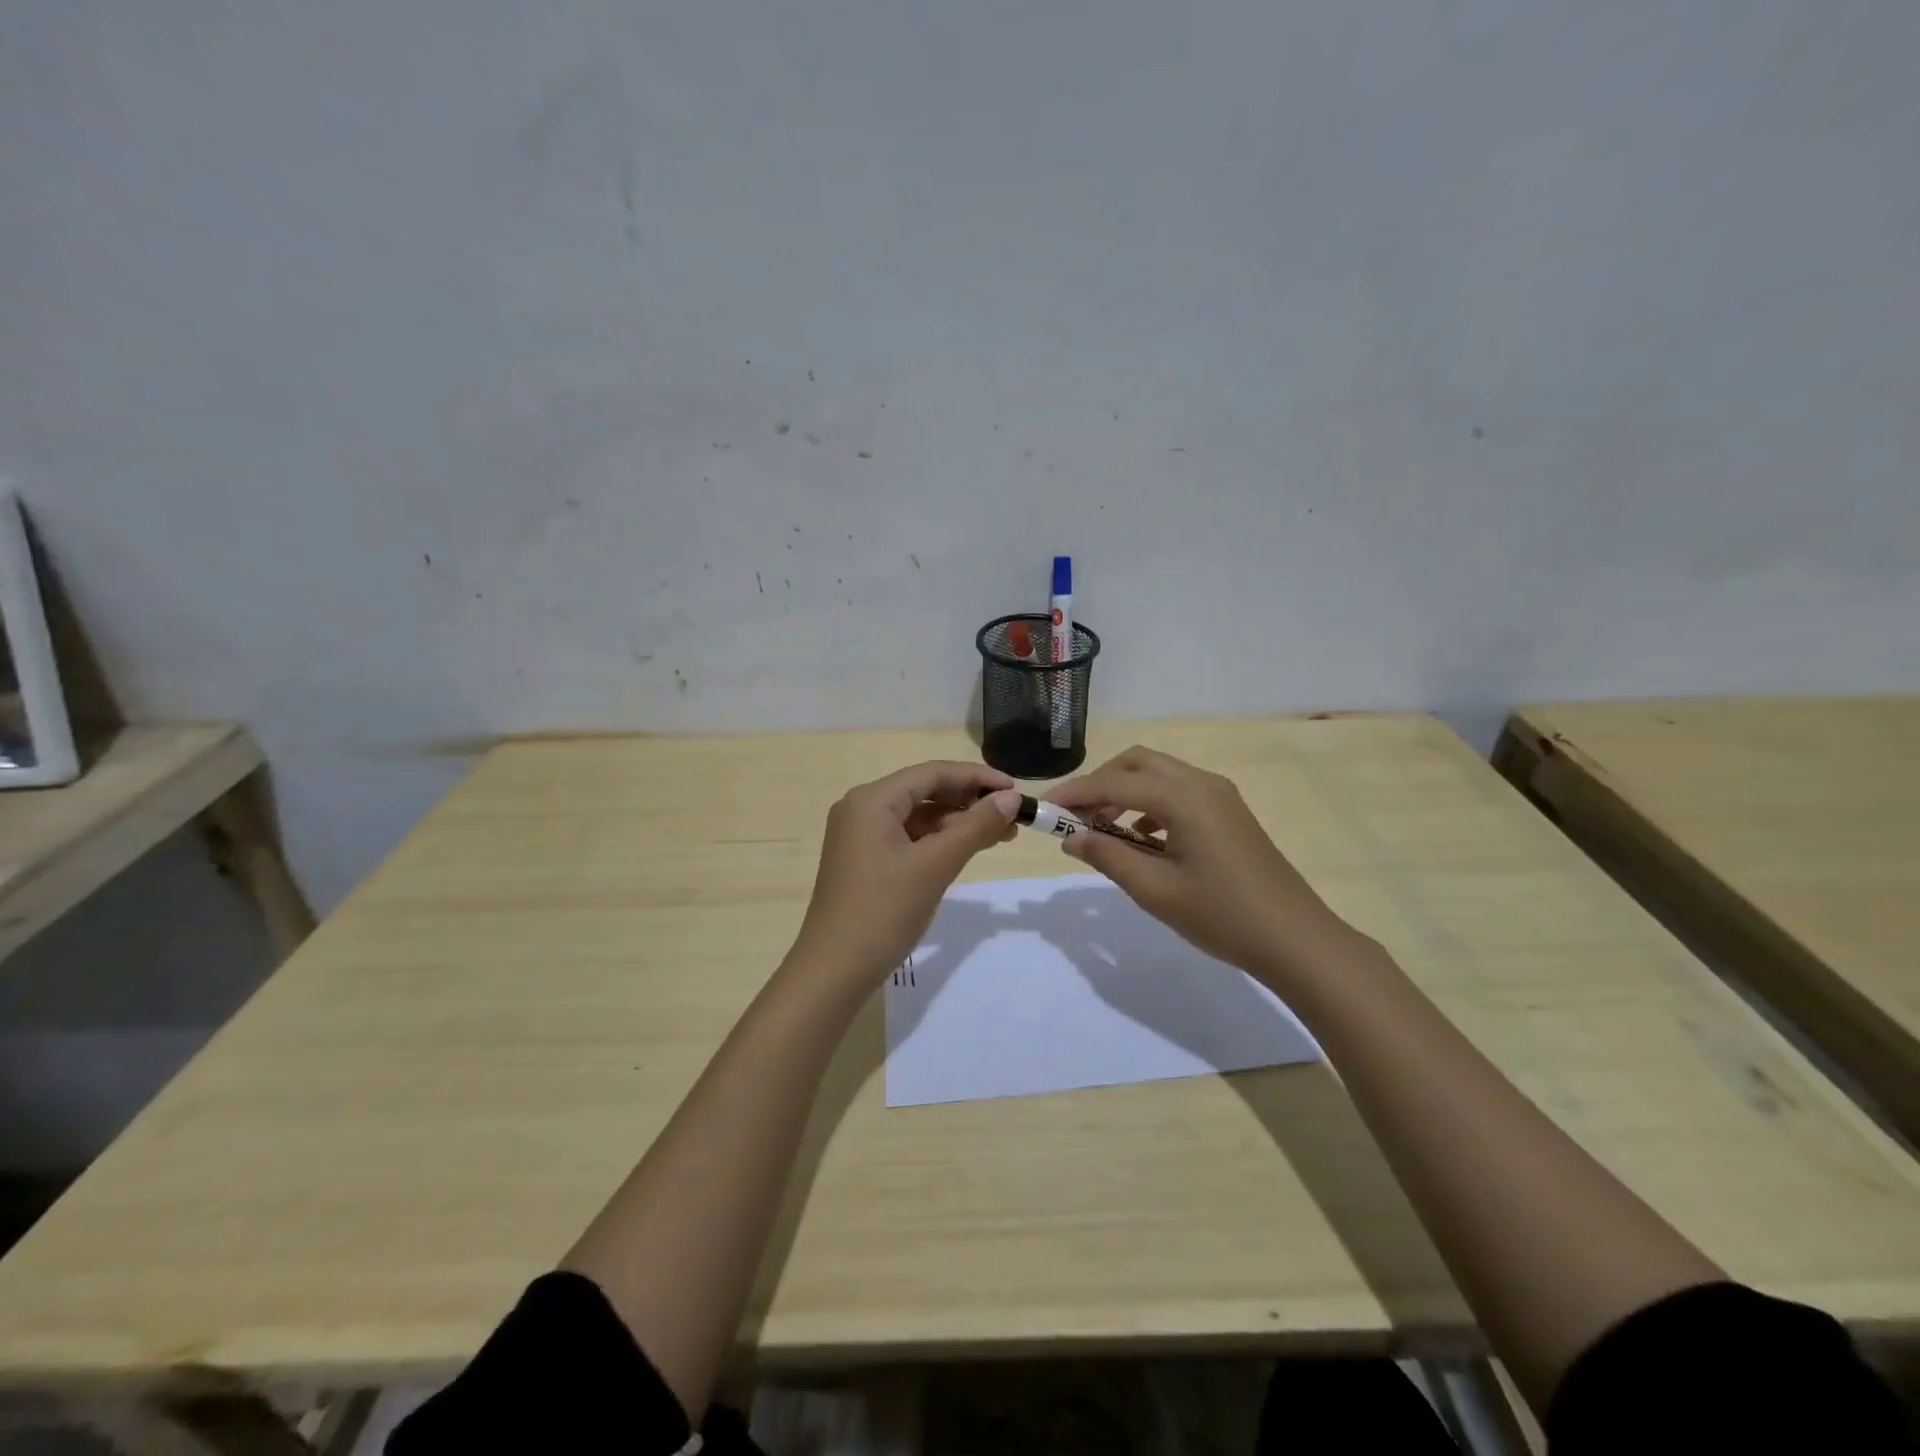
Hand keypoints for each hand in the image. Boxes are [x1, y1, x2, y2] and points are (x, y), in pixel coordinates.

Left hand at [791, 761, 1022, 984]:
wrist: (833, 971)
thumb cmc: (884, 911)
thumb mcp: (935, 865)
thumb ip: (976, 827)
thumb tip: (1011, 799)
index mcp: (872, 800)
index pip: (932, 772)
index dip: (977, 777)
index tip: (1016, 790)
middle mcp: (861, 808)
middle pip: (924, 791)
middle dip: (969, 801)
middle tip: (1013, 817)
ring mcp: (860, 836)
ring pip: (918, 817)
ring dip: (957, 823)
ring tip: (1000, 836)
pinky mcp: (864, 861)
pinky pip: (907, 838)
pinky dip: (938, 842)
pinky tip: (965, 851)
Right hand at [1049, 746, 1357, 986]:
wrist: (1296, 939)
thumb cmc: (1222, 916)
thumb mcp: (1155, 891)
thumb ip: (1108, 857)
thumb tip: (1071, 837)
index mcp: (1183, 797)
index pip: (1114, 783)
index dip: (1075, 793)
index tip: (1044, 809)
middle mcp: (1201, 783)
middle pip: (1137, 762)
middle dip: (1100, 783)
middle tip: (1074, 816)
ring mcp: (1220, 795)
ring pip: (1159, 774)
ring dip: (1125, 791)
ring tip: (1101, 829)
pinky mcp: (1229, 811)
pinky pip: (1178, 791)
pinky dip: (1150, 803)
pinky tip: (1141, 838)